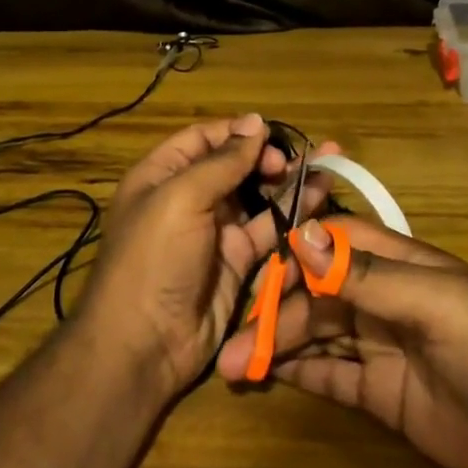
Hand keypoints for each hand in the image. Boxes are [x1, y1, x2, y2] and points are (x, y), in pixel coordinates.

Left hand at [77, 115, 337, 398]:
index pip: (203, 139)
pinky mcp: (238, 263)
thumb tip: (256, 122)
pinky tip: (319, 199)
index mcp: (162, 176)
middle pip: (234, 167)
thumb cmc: (153, 258)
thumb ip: (222, 162)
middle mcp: (189, 199)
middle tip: (291, 161)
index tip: (270, 133)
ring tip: (323, 167)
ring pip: (257, 197)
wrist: (144, 345)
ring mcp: (215, 232)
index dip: (236, 132)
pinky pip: (269, 231)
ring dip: (287, 183)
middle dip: (266, 157)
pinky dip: (293, 216)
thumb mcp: (181, 199)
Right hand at [217, 218, 467, 467]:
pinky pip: (329, 375)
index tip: (251, 275)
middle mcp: (383, 300)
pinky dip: (296, 372)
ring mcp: (380, 347)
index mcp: (398, 264)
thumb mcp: (436, 305)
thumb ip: (366, 276)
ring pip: (315, 334)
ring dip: (275, 345)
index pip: (331, 245)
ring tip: (232, 365)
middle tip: (232, 346)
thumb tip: (300, 235)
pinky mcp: (381, 395)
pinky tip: (264, 376)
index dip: (291, 256)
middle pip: (314, 294)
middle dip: (273, 313)